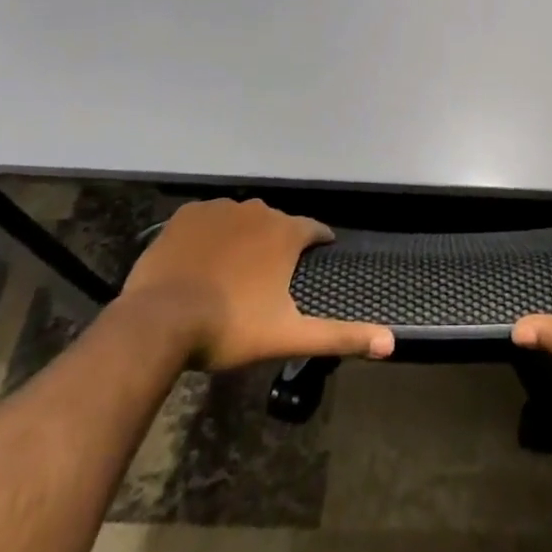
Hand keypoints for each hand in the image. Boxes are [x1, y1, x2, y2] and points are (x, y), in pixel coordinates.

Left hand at [121, 198, 393, 369]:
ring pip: (242, 220)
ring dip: (243, 239)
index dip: (317, 246)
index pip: (315, 231)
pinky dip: (210, 235)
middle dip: (276, 246)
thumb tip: (392, 342)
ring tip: (231, 274)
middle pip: (277, 225)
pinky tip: (202, 261)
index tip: (314, 263)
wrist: (160, 320)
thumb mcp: (290, 336)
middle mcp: (257, 211)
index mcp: (285, 233)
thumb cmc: (231, 326)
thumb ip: (341, 336)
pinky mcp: (187, 215)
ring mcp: (219, 209)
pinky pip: (208, 219)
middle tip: (266, 281)